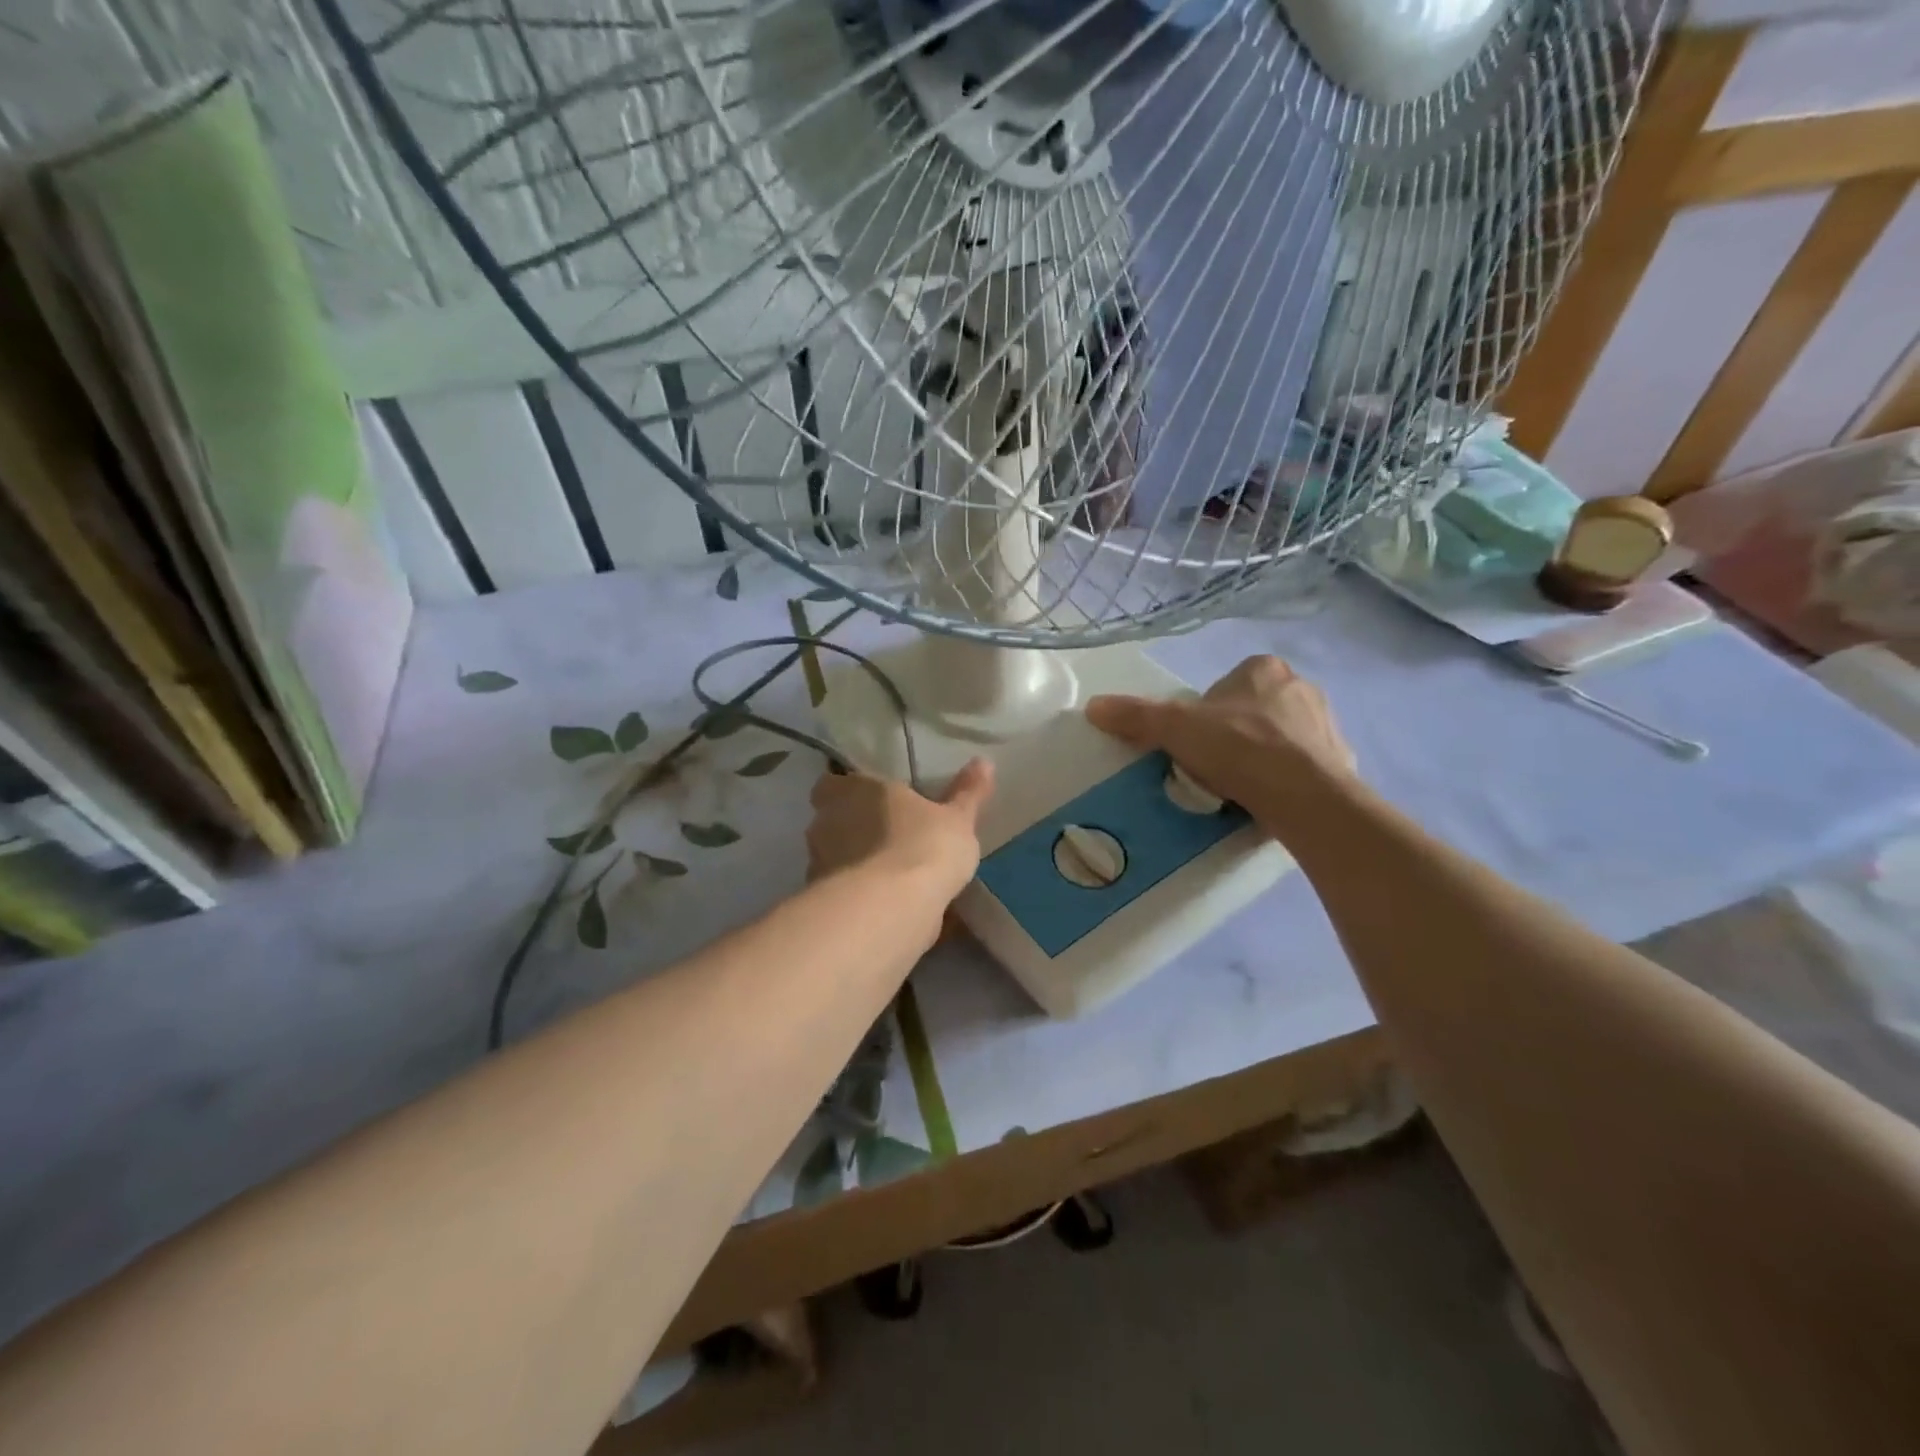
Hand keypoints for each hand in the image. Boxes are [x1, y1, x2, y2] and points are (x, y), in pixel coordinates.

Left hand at [806, 759, 994, 901]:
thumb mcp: (958, 819)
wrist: (893, 908)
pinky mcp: (823, 901)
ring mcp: (819, 863)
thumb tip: (983, 762)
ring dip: (852, 864)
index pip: (832, 784)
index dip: (849, 793)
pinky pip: (840, 892)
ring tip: (886, 877)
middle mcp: (826, 821)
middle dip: (852, 829)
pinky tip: (881, 906)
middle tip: (885, 839)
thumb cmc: (924, 846)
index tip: (872, 803)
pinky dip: (856, 896)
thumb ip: (967, 792)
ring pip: (832, 857)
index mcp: (854, 789)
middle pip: (831, 821)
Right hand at [1085, 656, 1357, 835]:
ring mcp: (1326, 725)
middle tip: (1212, 765)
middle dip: (1234, 733)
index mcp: (1263, 669)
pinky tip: (1269, 800)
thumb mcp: (1174, 728)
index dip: (1205, 713)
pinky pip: (1306, 767)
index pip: (1225, 685)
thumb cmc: (1238, 747)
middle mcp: (1301, 688)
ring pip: (1281, 737)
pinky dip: (1288, 779)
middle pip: (1253, 710)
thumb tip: (1093, 706)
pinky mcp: (1341, 762)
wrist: (1302, 795)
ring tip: (1238, 787)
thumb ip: (1135, 715)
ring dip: (1262, 756)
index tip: (1194, 742)